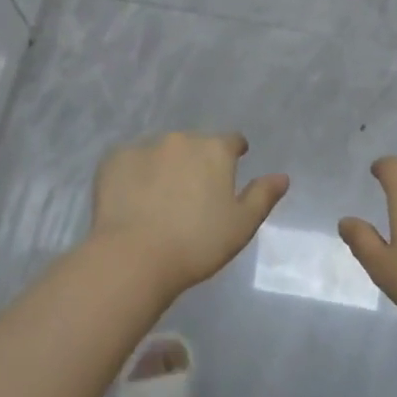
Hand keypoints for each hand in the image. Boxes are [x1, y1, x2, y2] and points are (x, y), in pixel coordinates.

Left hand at [90, 132, 288, 297]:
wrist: (134, 257)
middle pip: (194, 145)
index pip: (232, 141)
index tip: (232, 167)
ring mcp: (144, 146)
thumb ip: (263, 196)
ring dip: (165, 166)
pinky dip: (133, 174)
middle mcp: (181, 139)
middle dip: (196, 162)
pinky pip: (129, 162)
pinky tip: (131, 200)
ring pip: (161, 152)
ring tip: (159, 199)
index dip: (234, 153)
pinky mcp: (114, 159)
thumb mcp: (241, 225)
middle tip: (192, 194)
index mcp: (214, 149)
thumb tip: (282, 176)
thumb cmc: (197, 244)